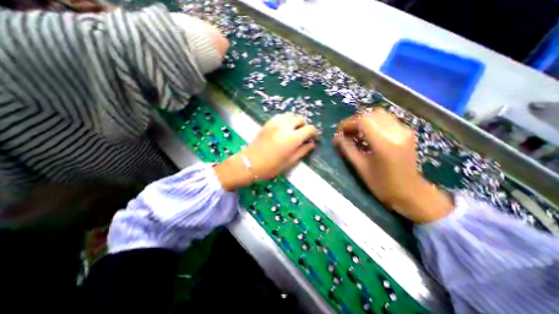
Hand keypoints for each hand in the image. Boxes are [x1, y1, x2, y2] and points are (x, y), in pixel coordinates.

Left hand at [214, 113, 318, 189]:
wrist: (250, 163)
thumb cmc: (271, 166)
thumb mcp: (290, 161)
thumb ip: (303, 151)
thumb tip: (311, 144)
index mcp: (292, 138)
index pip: (309, 129)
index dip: (314, 133)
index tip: (313, 138)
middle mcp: (285, 126)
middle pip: (300, 119)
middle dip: (304, 126)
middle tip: (303, 135)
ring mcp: (275, 123)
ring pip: (290, 115)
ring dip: (295, 122)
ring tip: (294, 131)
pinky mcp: (268, 123)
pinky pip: (281, 117)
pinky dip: (286, 121)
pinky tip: (284, 129)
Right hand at [333, 109, 451, 223]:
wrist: (411, 193)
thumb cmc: (383, 185)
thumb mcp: (361, 168)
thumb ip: (347, 149)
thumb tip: (336, 138)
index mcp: (384, 143)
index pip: (363, 121)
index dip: (347, 123)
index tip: (338, 132)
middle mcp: (396, 132)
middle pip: (371, 114)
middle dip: (354, 121)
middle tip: (346, 132)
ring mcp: (404, 131)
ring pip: (379, 114)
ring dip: (364, 120)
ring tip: (355, 132)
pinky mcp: (406, 132)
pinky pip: (386, 120)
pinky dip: (373, 123)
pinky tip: (367, 134)